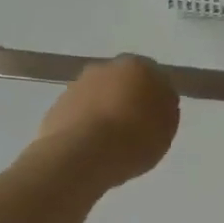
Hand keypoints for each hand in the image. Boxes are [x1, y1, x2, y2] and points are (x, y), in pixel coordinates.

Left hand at [36, 55, 180, 189]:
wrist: (81, 155)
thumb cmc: (133, 140)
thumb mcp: (166, 129)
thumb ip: (165, 109)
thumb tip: (158, 102)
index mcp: (139, 67)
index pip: (154, 78)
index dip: (156, 99)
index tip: (156, 120)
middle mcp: (107, 67)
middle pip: (123, 83)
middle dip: (128, 100)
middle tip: (133, 130)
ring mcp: (78, 84)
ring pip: (99, 96)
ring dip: (105, 111)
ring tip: (110, 143)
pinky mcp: (57, 104)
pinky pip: (80, 113)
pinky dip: (86, 124)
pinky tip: (90, 147)